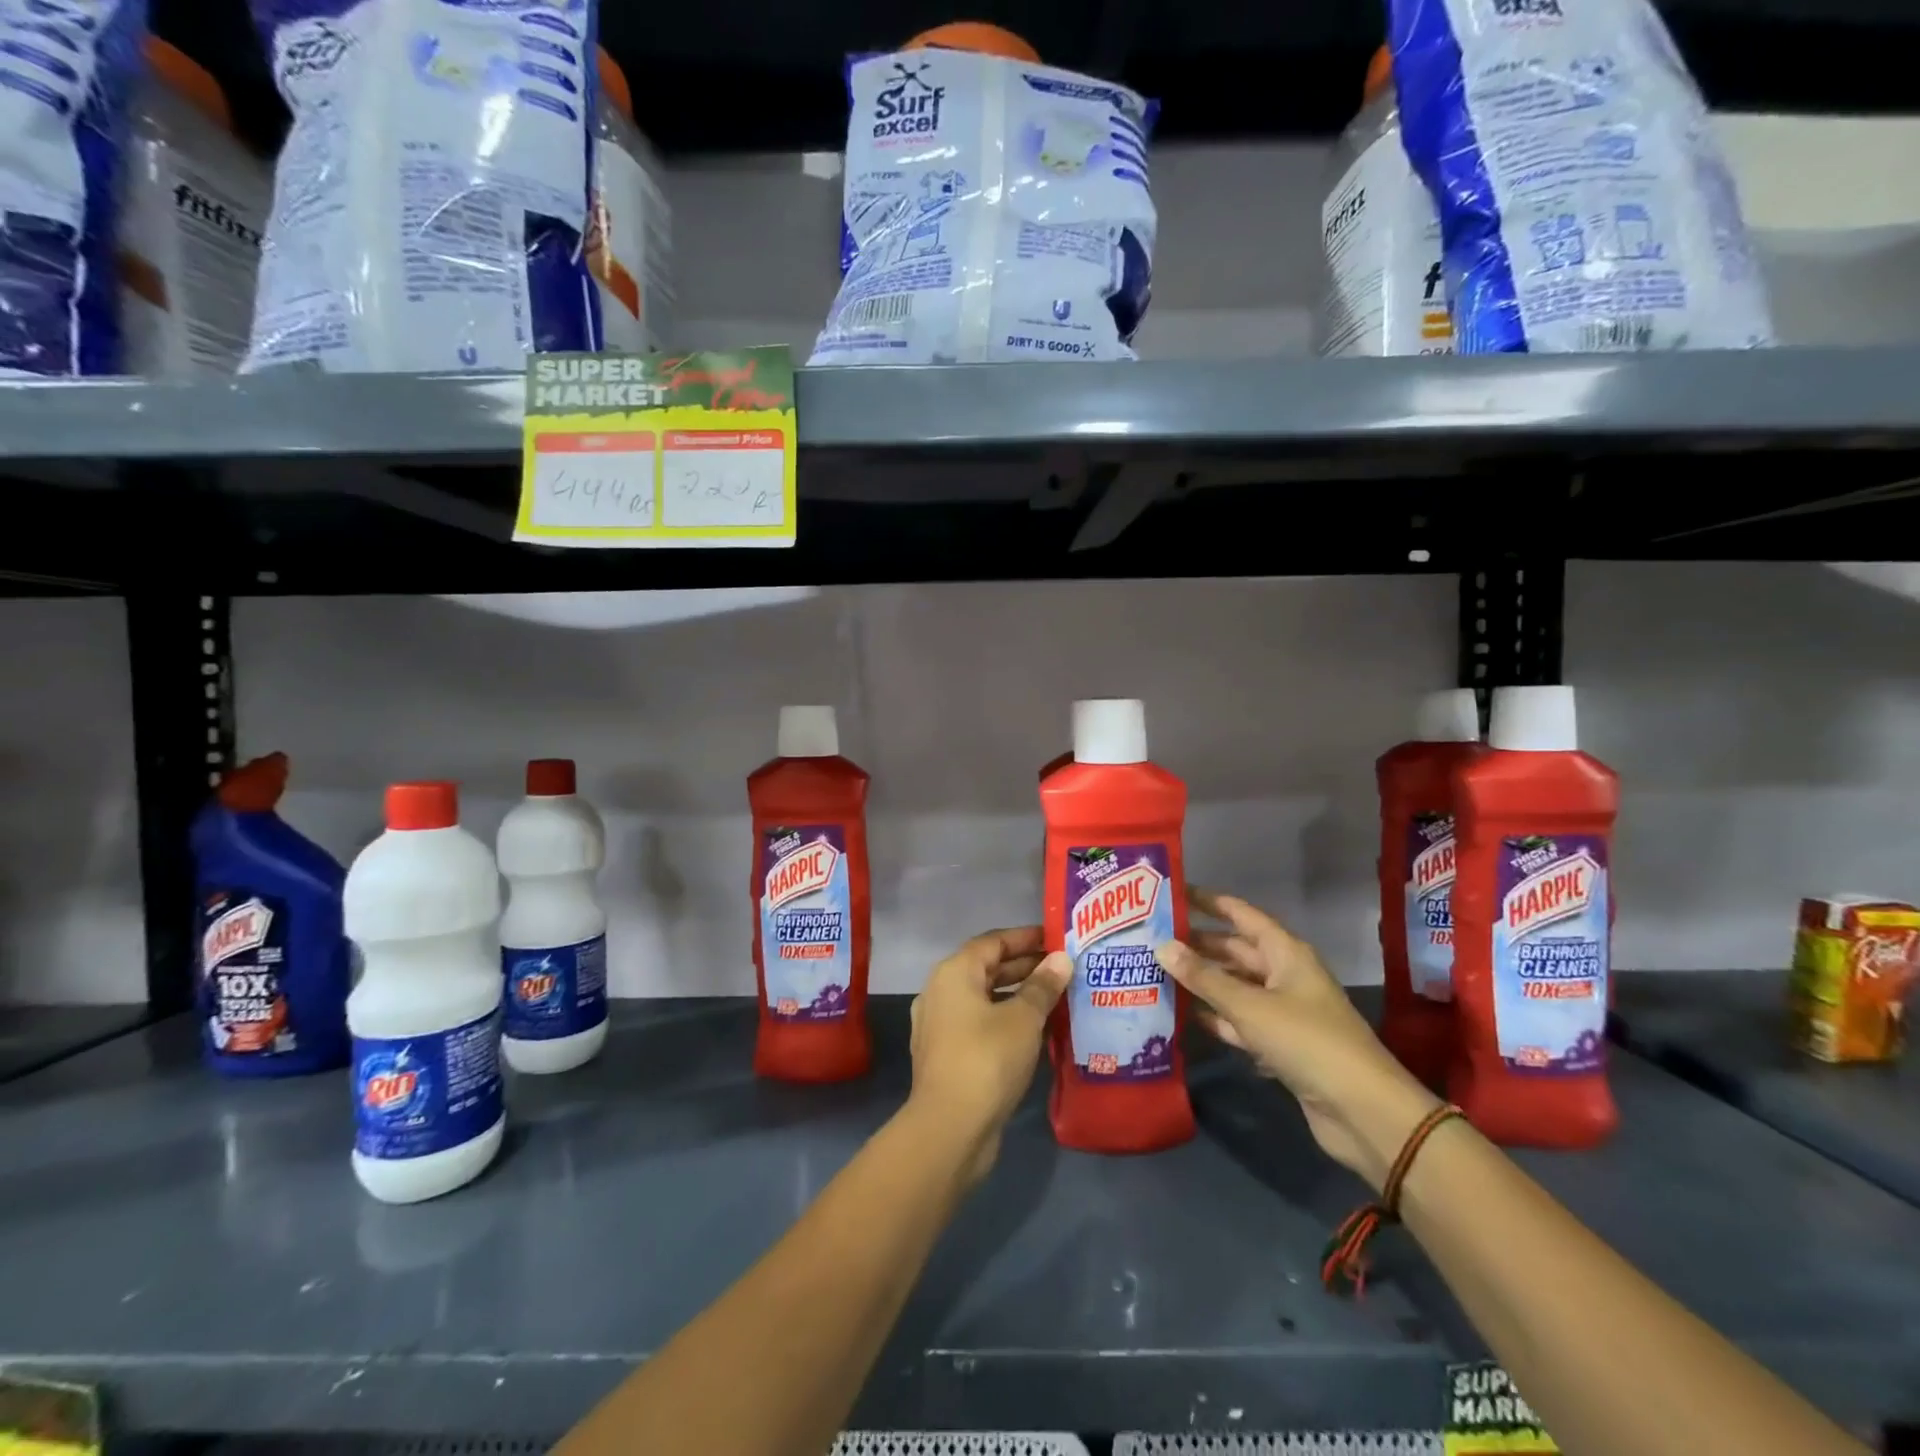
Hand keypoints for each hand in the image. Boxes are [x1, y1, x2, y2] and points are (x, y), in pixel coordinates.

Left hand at [908, 926, 1070, 1183]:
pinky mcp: (947, 1054)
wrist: (949, 1128)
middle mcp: (940, 991)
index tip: (1058, 939)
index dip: (1026, 938)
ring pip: (984, 998)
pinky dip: (1006, 1019)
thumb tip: (1061, 959)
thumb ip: (1042, 986)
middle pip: (987, 968)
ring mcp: (940, 1025)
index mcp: (954, 972)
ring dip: (1018, 995)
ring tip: (1057, 998)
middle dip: (1025, 967)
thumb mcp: (1023, 1018)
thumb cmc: (987, 1059)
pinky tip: (1036, 1031)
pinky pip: (980, 1023)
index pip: (993, 941)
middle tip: (1064, 969)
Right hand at [1155, 888, 1439, 1191]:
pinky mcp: (1280, 1044)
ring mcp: (1283, 1011)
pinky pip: (1240, 1020)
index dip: (1209, 902)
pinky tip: (1183, 1014)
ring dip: (1202, 981)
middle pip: (1235, 950)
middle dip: (1197, 944)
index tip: (1172, 893)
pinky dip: (1215, 1016)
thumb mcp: (1249, 1006)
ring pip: (1235, 986)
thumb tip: (1161, 946)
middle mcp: (1284, 975)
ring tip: (1157, 972)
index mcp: (1286, 953)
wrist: (1361, 1110)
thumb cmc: (1306, 1041)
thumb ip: (1204, 977)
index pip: (1241, 914)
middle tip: (1151, 937)